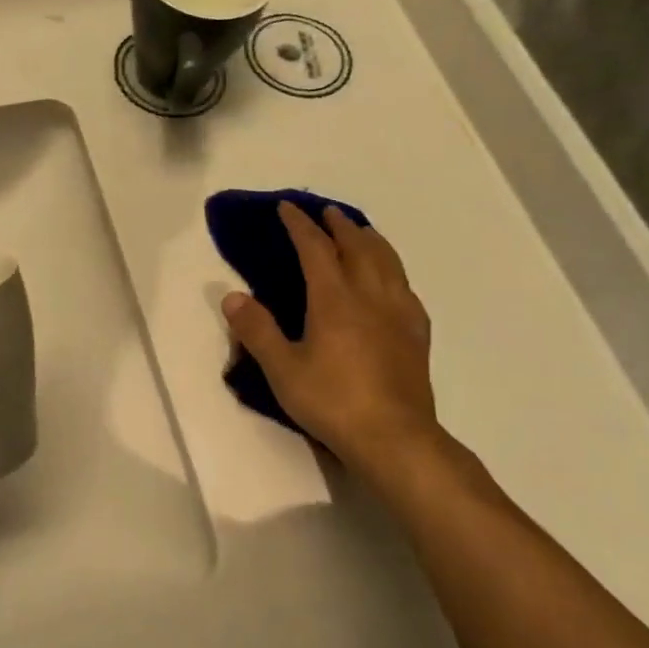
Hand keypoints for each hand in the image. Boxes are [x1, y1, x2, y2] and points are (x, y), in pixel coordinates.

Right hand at [222, 202, 444, 489]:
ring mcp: (398, 314)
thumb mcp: (282, 369)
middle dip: (340, 225)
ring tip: (362, 232)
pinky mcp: (416, 335)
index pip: (316, 249)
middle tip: (326, 212)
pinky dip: (394, 271)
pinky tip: (393, 282)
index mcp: (334, 300)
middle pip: (358, 247)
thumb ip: (257, 330)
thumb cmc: (332, 401)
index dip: (300, 226)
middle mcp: (370, 297)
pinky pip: (406, 289)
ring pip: (388, 262)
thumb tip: (232, 296)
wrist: (394, 438)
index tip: (286, 208)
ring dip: (371, 240)